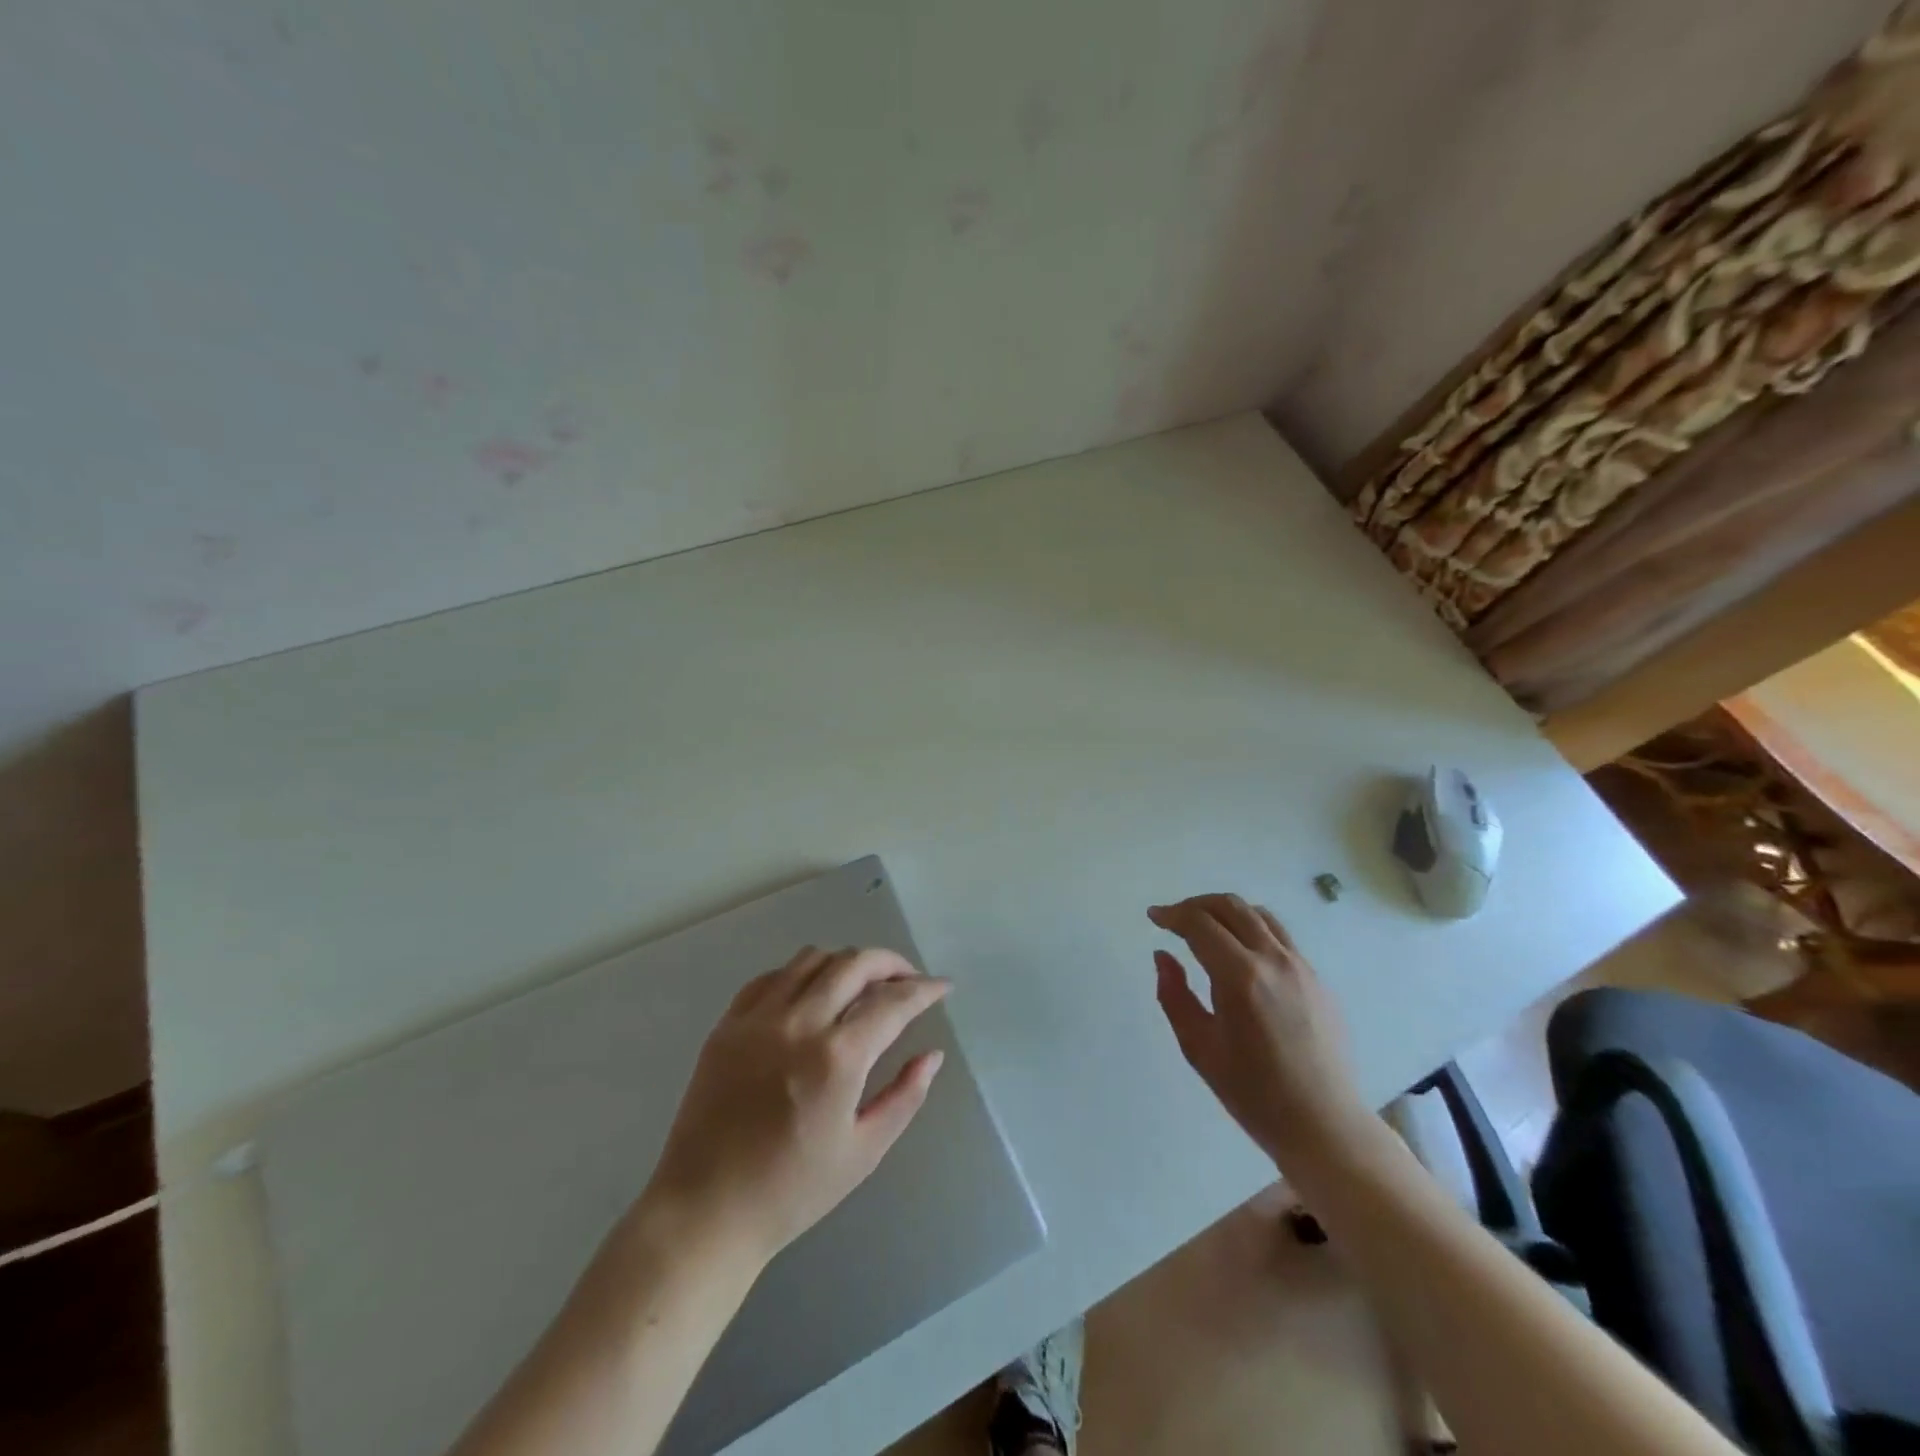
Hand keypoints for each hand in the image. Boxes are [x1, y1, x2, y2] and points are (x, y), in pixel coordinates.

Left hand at [642, 946, 948, 1266]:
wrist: (705, 1210)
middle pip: (855, 963)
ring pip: (813, 959)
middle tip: (908, 979)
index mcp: (837, 1058)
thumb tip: (932, 1055)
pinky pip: (772, 976)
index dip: (924, 989)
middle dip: (891, 963)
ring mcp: (758, 1018)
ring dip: (847, 963)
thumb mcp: (864, 1151)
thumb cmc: (792, 1190)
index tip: (942, 987)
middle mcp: (799, 1023)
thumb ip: (905, 1096)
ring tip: (862, 984)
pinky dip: (801, 974)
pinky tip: (812, 994)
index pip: (893, 1002)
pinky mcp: (728, 1023)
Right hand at [1150, 894, 1374, 1174]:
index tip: (1154, 917)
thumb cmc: (1253, 1093)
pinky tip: (1240, 953)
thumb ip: (1174, 995)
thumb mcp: (1199, 1047)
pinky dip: (1252, 929)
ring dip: (1226, 911)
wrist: (1324, 1125)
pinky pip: (1280, 936)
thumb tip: (1163, 956)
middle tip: (1174, 918)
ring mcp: (1301, 966)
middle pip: (1231, 907)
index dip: (1172, 915)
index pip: (1200, 924)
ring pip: (1259, 915)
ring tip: (1206, 928)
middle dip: (1196, 905)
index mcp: (1240, 976)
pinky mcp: (1318, 979)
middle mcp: (1273, 960)